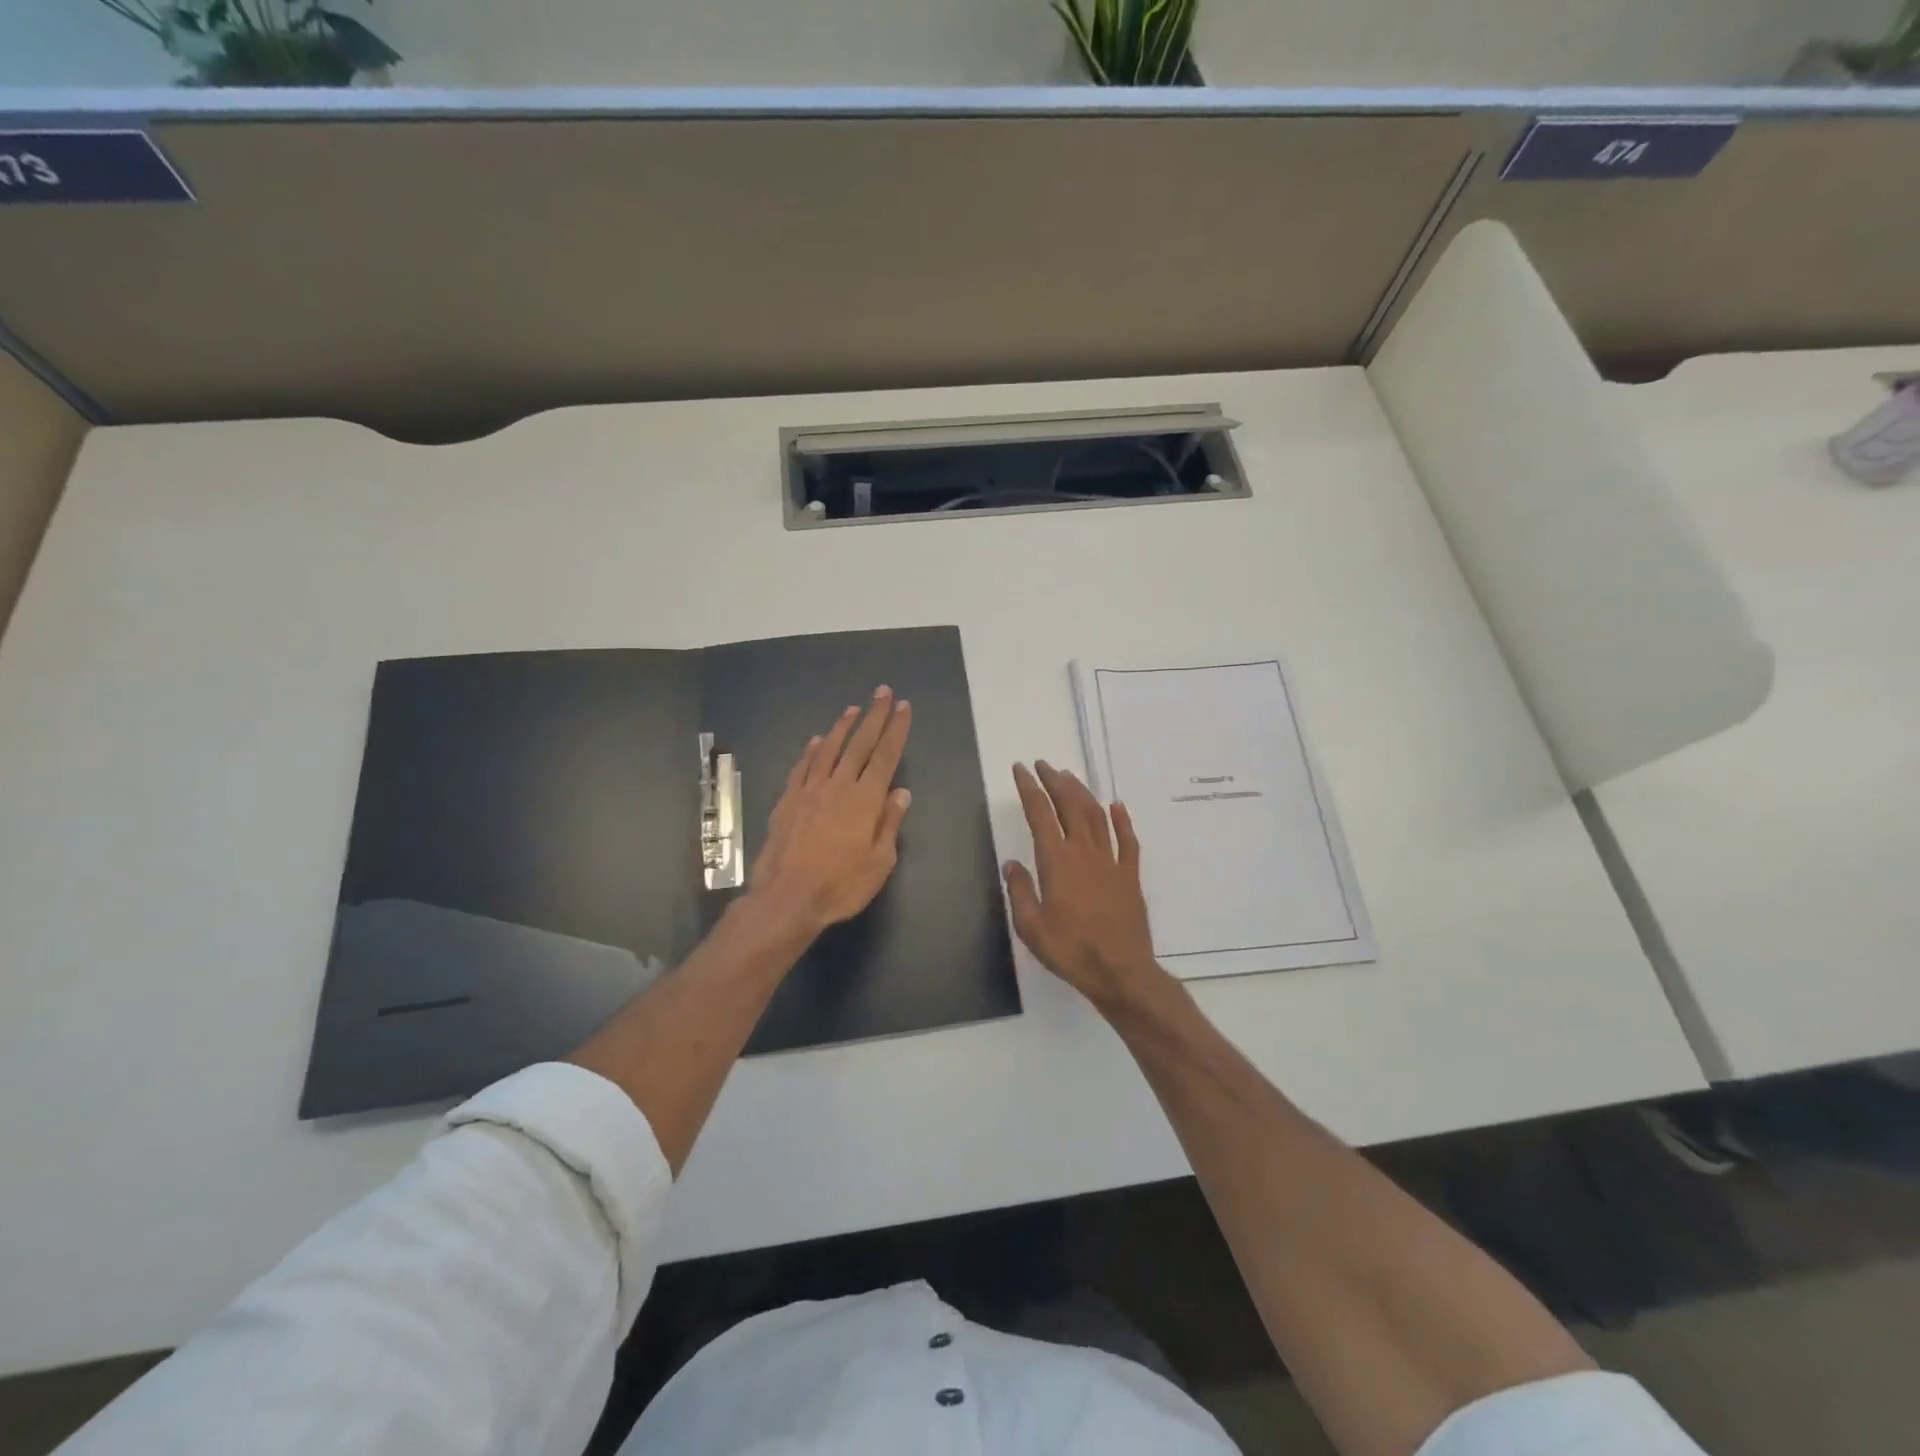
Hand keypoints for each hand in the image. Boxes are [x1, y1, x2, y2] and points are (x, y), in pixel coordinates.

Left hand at [747, 686, 912, 937]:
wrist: (787, 898)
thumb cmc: (841, 886)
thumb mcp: (879, 862)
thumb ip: (889, 824)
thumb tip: (900, 792)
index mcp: (865, 800)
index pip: (885, 756)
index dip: (896, 730)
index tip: (903, 707)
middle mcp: (838, 787)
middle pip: (859, 744)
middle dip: (874, 717)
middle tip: (883, 692)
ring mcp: (809, 791)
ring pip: (829, 750)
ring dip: (842, 727)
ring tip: (852, 709)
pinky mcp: (787, 801)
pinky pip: (802, 768)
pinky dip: (812, 751)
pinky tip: (817, 741)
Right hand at [1004, 761, 1162, 1009]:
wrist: (1121, 972)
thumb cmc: (1070, 950)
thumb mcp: (1031, 927)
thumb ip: (1020, 891)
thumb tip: (1012, 864)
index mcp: (1057, 862)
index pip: (1040, 814)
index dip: (1029, 788)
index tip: (1021, 770)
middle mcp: (1084, 852)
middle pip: (1070, 805)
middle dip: (1055, 781)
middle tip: (1044, 765)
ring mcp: (1111, 861)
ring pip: (1097, 816)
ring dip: (1082, 793)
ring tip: (1070, 777)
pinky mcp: (1130, 875)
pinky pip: (1128, 840)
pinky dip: (1122, 820)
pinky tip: (1117, 806)